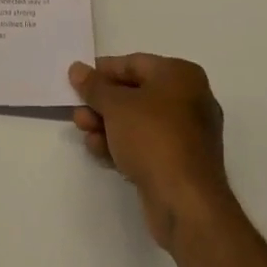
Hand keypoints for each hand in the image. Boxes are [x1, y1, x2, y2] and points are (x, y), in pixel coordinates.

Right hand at [70, 54, 235, 249]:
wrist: (185, 203)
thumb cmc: (153, 138)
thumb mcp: (116, 105)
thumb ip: (94, 86)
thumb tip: (77, 69)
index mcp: (181, 75)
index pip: (134, 63)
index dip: (103, 71)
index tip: (78, 80)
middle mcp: (189, 100)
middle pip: (135, 94)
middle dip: (102, 103)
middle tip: (78, 110)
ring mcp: (187, 135)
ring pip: (138, 122)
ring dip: (107, 124)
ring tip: (83, 130)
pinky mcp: (180, 164)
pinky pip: (146, 145)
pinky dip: (122, 144)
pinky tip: (98, 150)